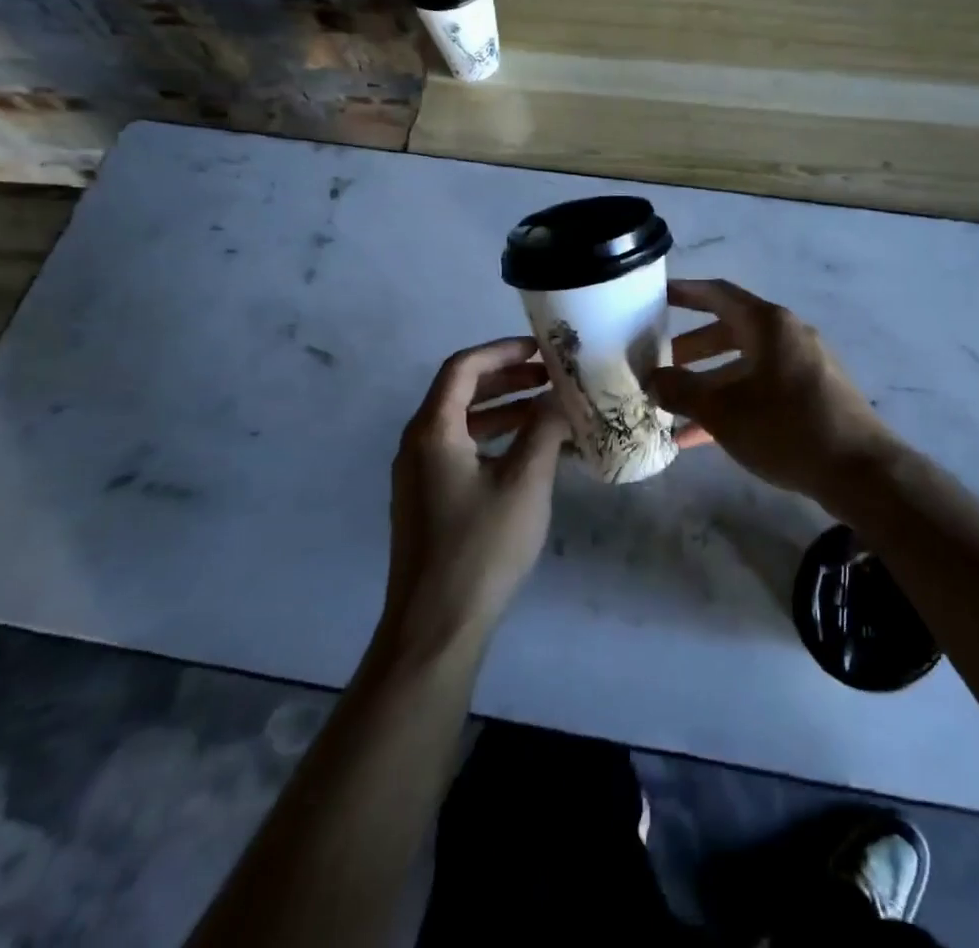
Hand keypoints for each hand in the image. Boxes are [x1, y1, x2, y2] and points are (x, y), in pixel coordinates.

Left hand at [378, 337, 569, 663]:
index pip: (463, 368)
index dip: (502, 352)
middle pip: (461, 393)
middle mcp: (418, 445)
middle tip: (550, 378)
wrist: (436, 627)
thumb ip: (545, 430)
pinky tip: (531, 454)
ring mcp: (420, 475)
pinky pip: (462, 451)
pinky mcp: (428, 501)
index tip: (541, 351)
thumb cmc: (481, 546)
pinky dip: (496, 440)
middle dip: (508, 380)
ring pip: (463, 424)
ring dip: (505, 411)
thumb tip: (560, 399)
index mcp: (433, 431)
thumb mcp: (525, 481)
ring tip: (549, 411)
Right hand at [649, 279, 893, 507]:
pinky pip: (762, 388)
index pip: (718, 294)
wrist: (859, 470)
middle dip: (691, 348)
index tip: (655, 295)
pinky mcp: (812, 394)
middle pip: (729, 330)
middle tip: (660, 363)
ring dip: (709, 383)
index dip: (685, 292)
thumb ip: (682, 391)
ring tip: (673, 407)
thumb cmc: (786, 427)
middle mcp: (787, 335)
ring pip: (744, 364)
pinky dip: (733, 402)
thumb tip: (653, 379)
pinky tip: (701, 437)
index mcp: (768, 324)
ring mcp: (802, 365)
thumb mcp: (724, 411)